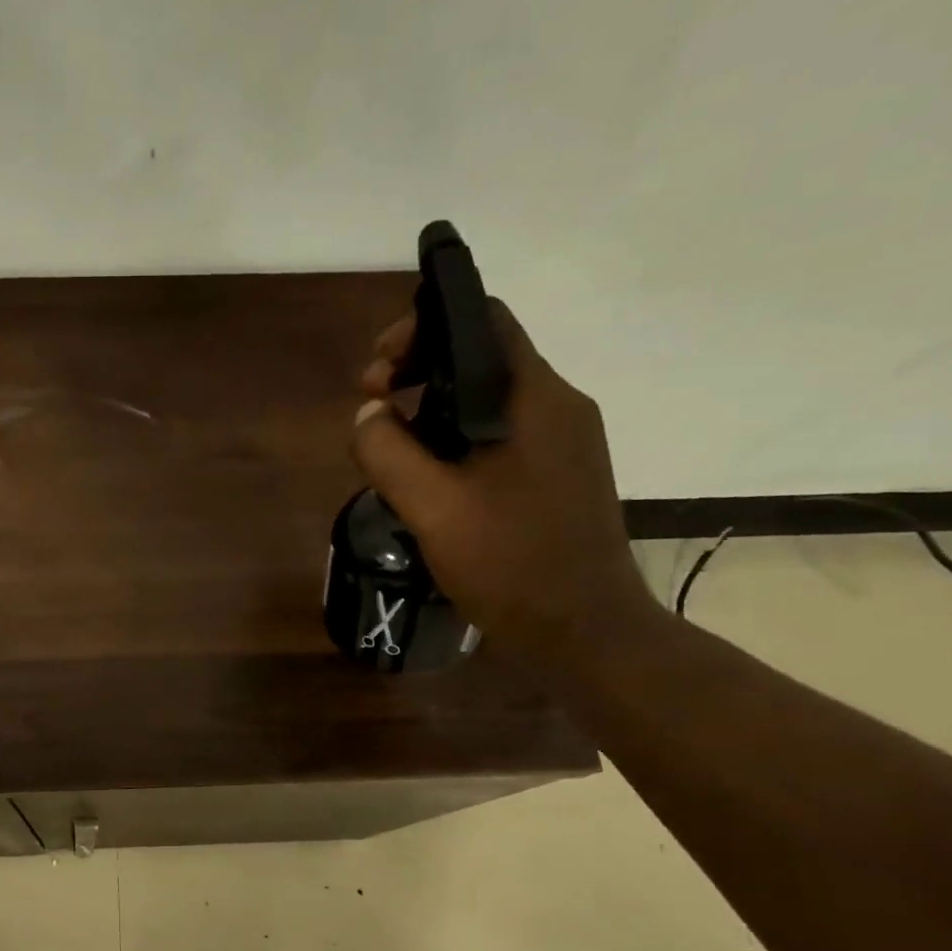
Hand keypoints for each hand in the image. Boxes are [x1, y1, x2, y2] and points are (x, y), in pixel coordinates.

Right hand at [351, 300, 654, 673]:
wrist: (583, 630)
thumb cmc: (510, 563)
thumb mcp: (432, 507)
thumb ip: (389, 452)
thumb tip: (368, 414)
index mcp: (534, 398)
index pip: (482, 320)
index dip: (421, 329)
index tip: (377, 372)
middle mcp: (558, 406)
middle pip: (482, 359)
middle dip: (418, 373)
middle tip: (372, 410)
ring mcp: (564, 443)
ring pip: (488, 402)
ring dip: (434, 412)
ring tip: (393, 452)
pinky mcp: (559, 476)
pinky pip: (501, 438)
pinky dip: (458, 442)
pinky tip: (432, 483)